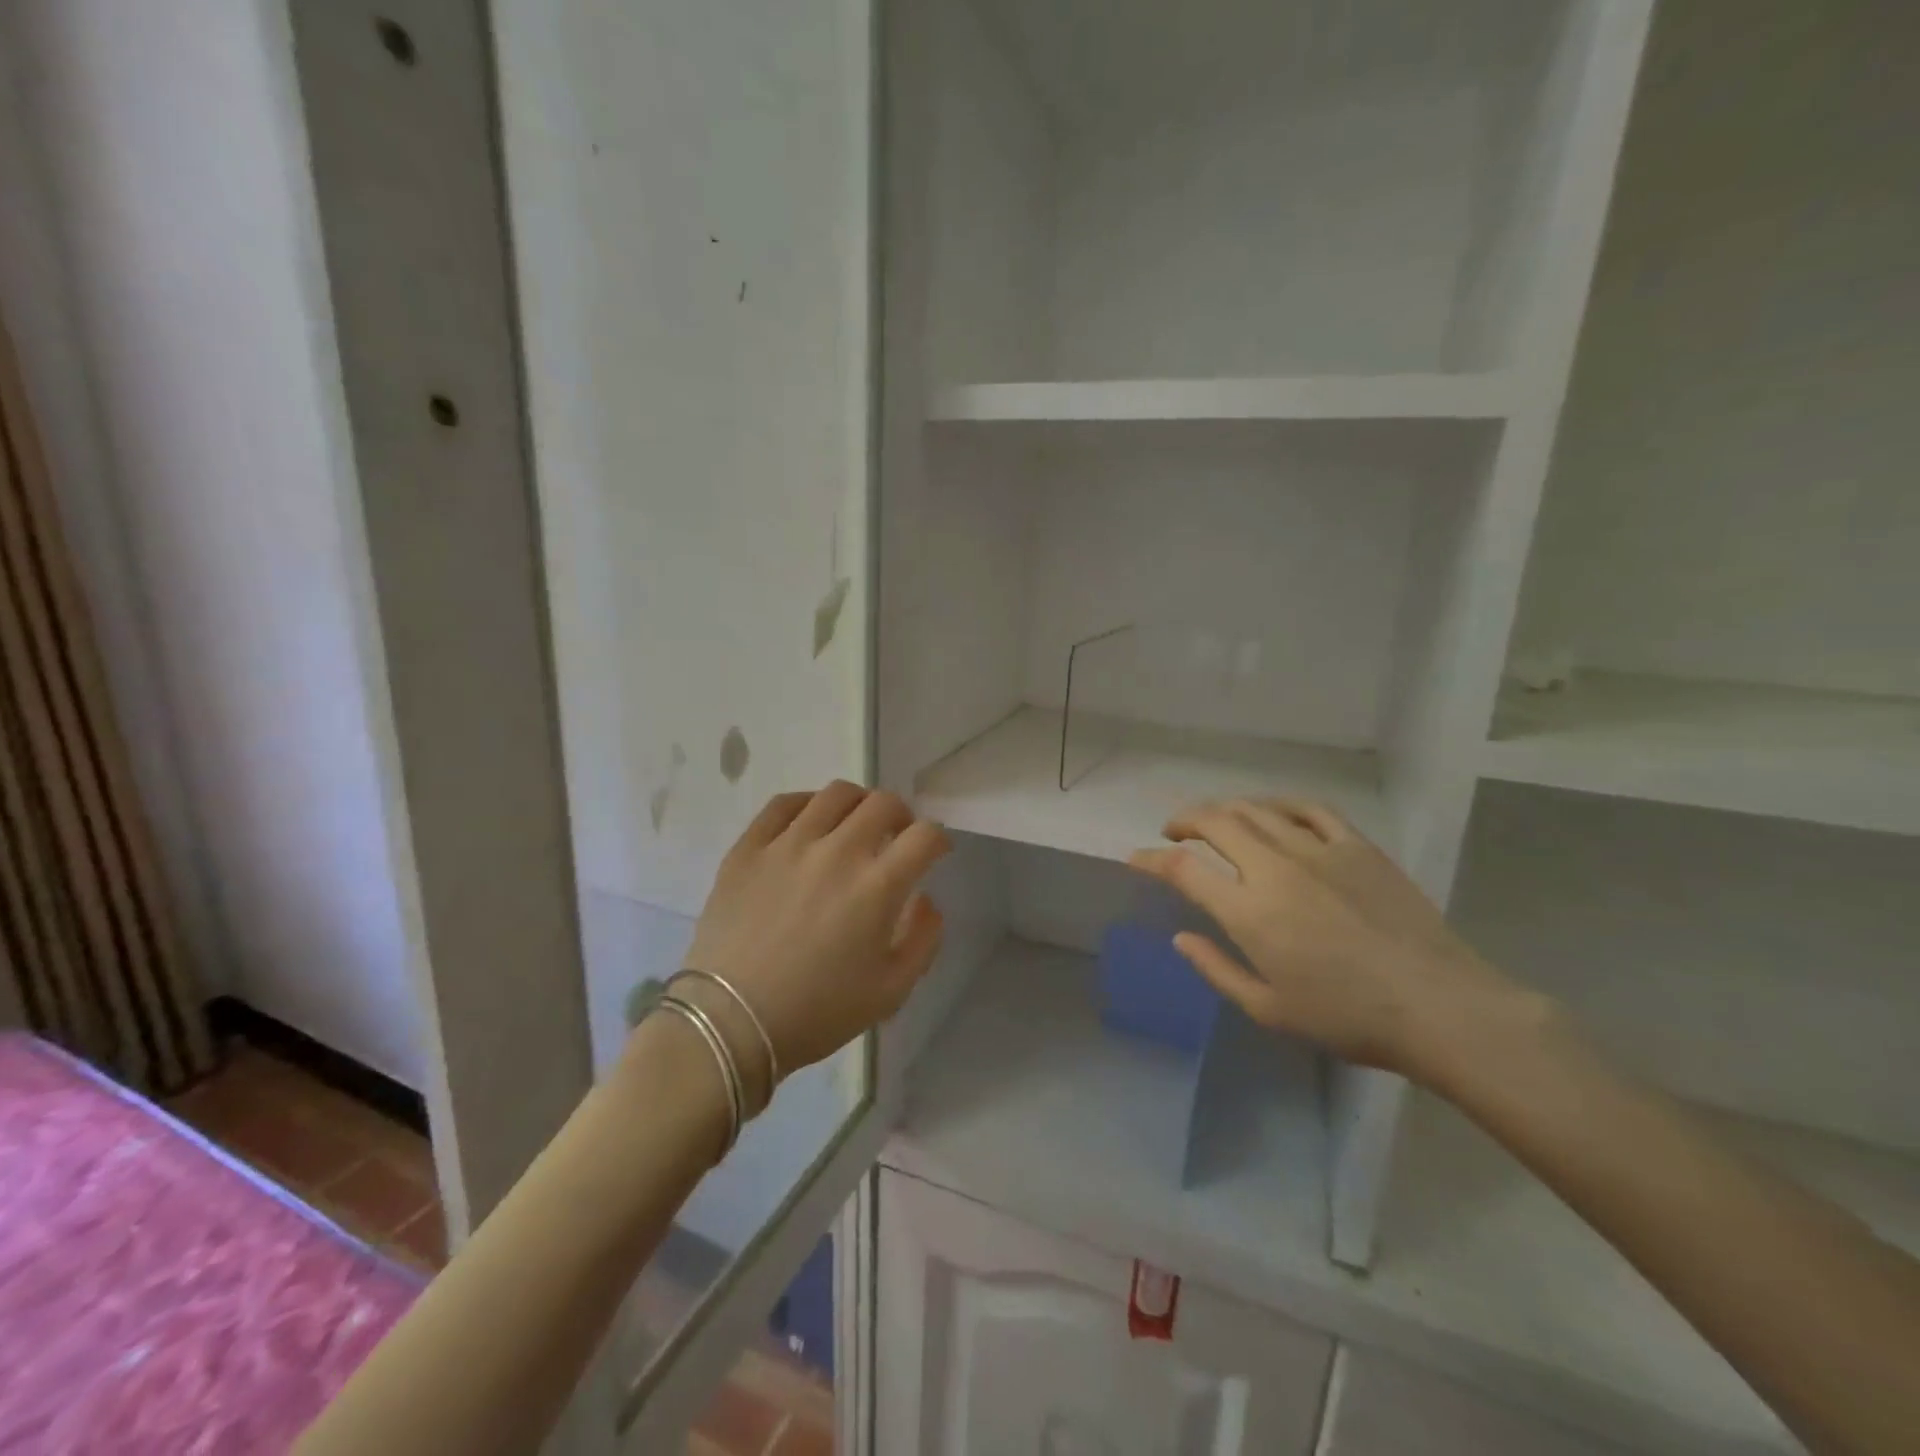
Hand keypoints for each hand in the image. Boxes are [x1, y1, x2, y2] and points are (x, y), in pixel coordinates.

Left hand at [672, 782, 950, 1111]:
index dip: (938, 839)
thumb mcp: (891, 991)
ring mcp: (788, 844)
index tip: (933, 852)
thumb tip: (925, 899)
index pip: (924, 836)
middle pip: (883, 803)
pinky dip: (807, 803)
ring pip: (835, 794)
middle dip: (902, 815)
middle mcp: (837, 852)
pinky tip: (809, 821)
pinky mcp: (749, 848)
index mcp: (877, 886)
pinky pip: (783, 804)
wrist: (730, 1023)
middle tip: (896, 834)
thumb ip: (923, 938)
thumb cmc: (817, 1012)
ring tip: (854, 824)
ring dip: (858, 804)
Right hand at [1129, 800, 1522, 1080]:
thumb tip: (1182, 938)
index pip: (1183, 869)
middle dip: (1185, 821)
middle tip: (1174, 833)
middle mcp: (1275, 868)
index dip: (1152, 859)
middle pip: (1215, 822)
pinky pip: (1310, 808)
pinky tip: (1273, 812)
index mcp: (1249, 911)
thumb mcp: (1268, 1010)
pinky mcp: (1356, 846)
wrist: (1439, 1007)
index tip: (1137, 858)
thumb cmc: (1347, 1018)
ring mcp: (1318, 850)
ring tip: (1216, 819)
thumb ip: (1216, 969)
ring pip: (1257, 808)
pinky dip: (1280, 804)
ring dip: (1226, 809)